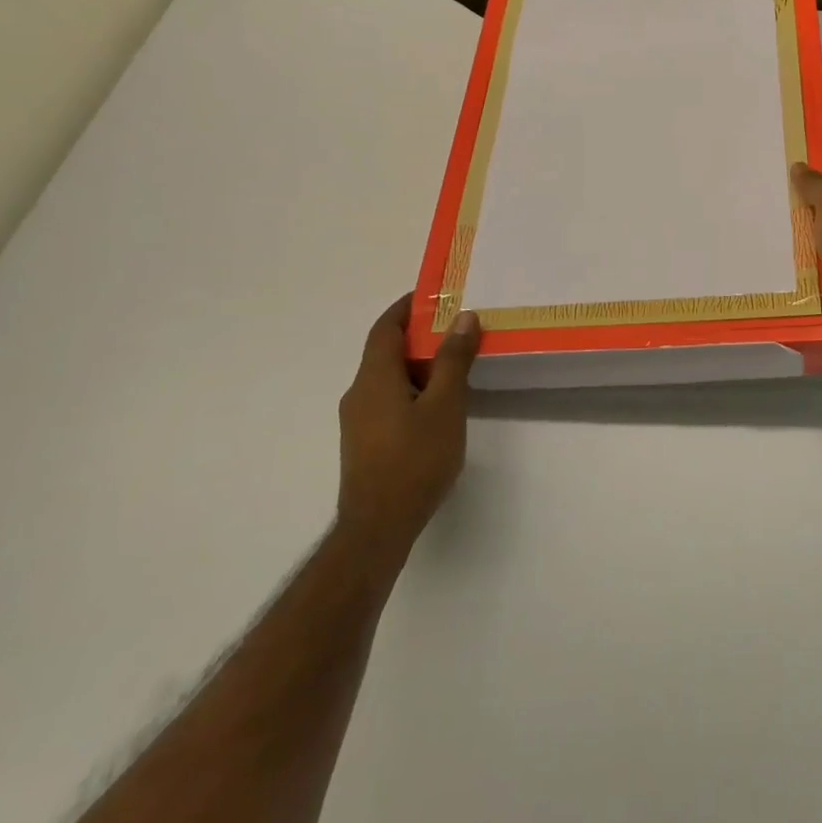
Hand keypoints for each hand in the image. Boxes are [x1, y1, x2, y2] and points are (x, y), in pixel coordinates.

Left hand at [335, 296, 479, 574]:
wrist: (378, 528)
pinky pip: (388, 399)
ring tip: (455, 363)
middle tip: (456, 327)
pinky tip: (438, 404)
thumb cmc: (414, 461)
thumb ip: (453, 360)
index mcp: (374, 378)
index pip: (385, 328)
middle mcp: (359, 393)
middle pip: (385, 351)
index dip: (406, 307)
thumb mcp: (445, 405)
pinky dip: (412, 388)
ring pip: (387, 378)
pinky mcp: (365, 442)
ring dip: (417, 363)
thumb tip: (463, 317)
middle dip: (418, 335)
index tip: (433, 294)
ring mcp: (358, 421)